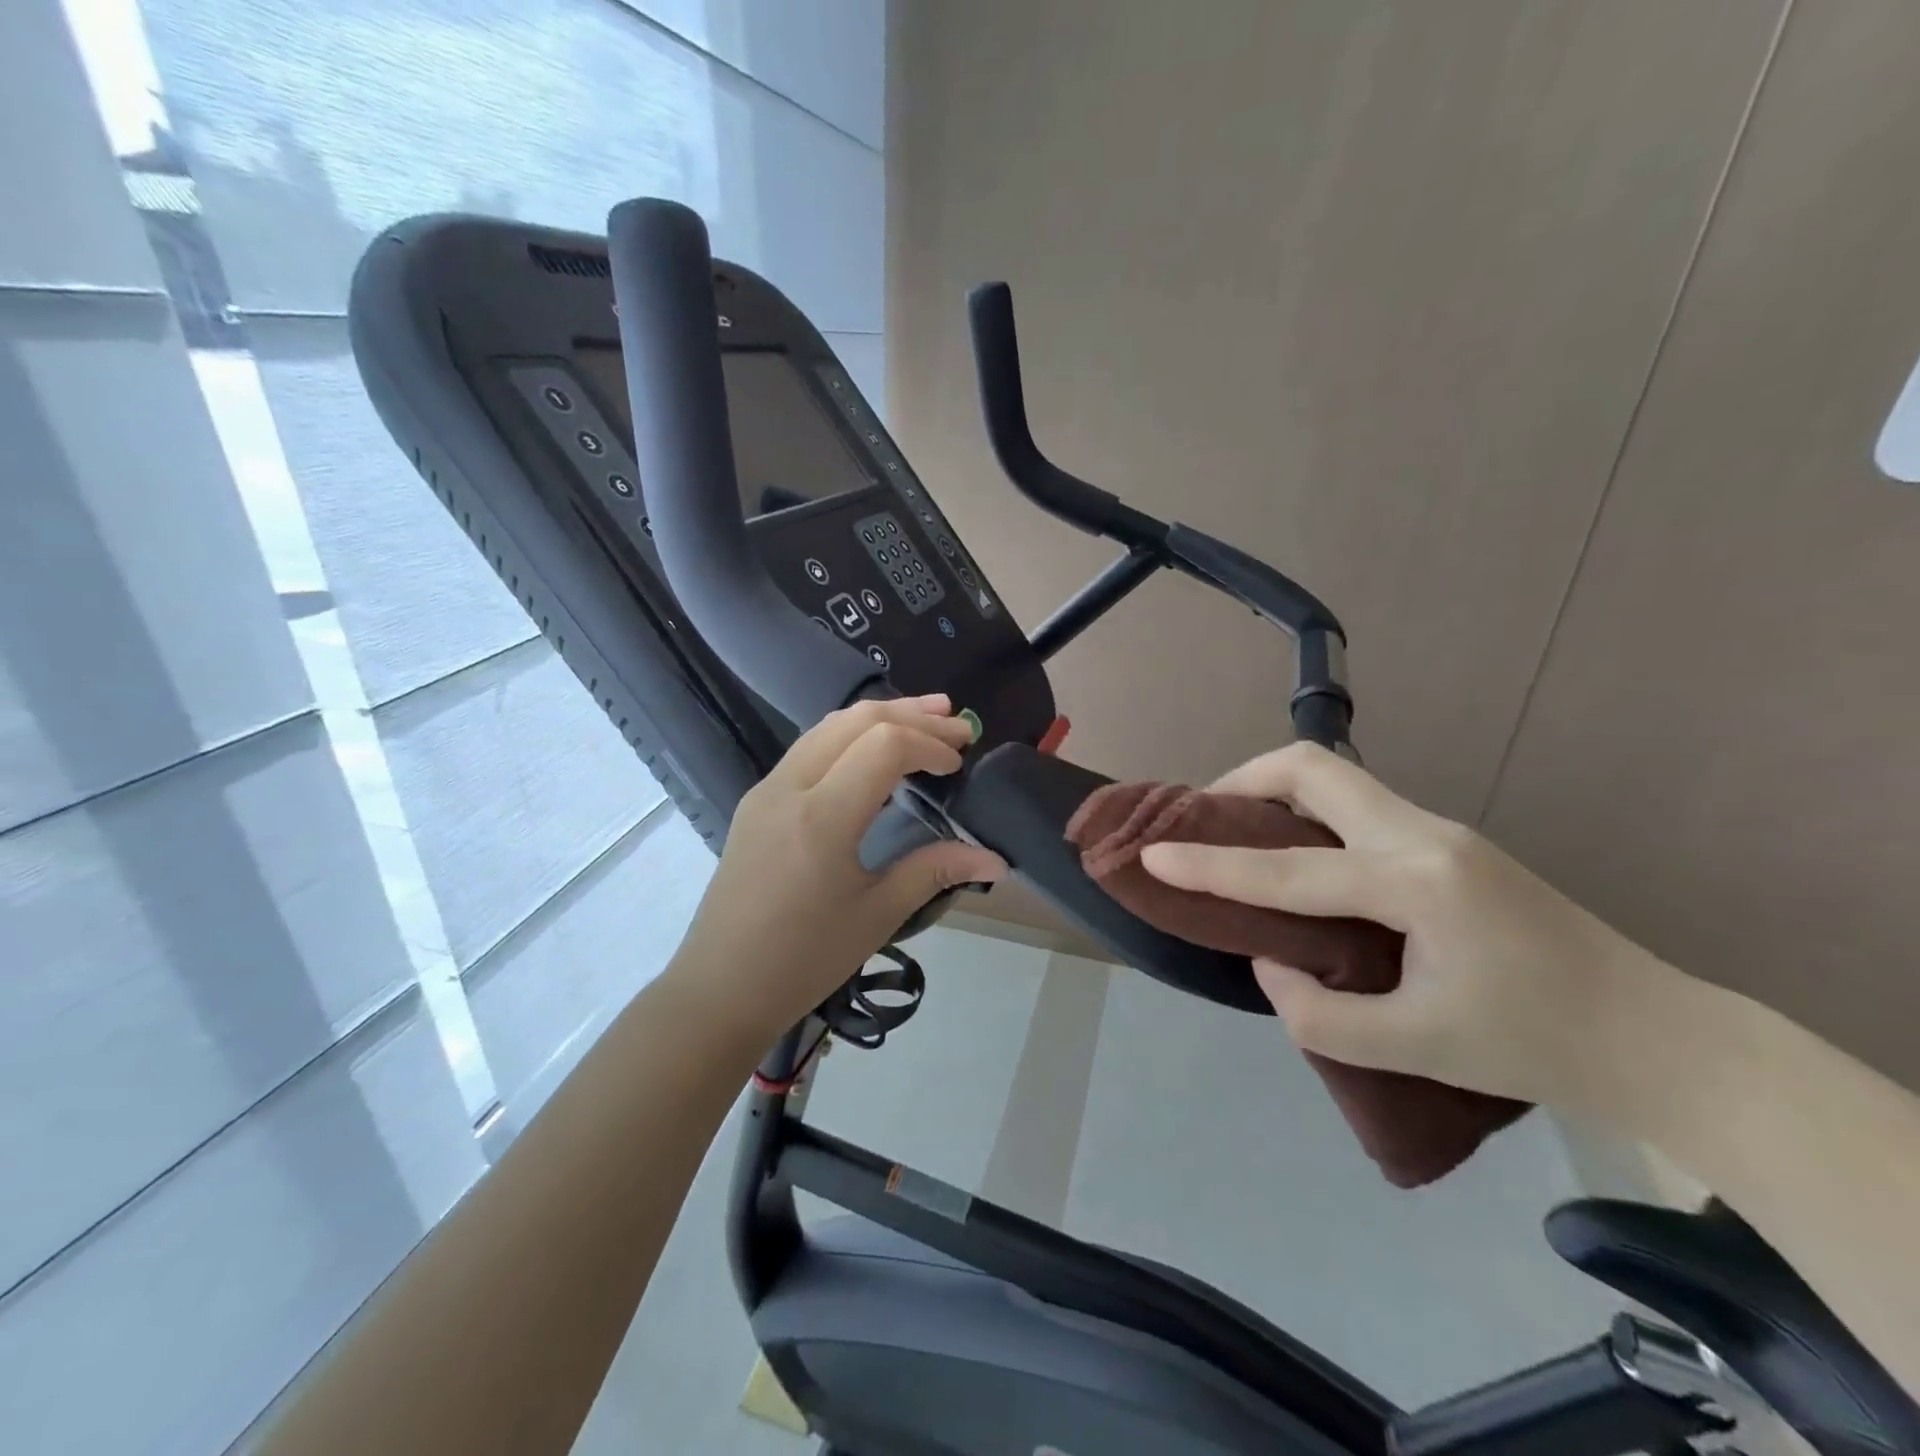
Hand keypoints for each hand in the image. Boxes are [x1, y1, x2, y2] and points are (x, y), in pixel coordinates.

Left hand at [674, 695, 1005, 1039]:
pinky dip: (851, 735)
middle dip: (914, 716)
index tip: (959, 766)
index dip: (930, 744)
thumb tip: (995, 860)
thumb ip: (935, 871)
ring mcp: (767, 789)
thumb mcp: (877, 916)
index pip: (884, 745)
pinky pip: (809, 747)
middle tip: (959, 724)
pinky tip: (875, 750)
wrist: (720, 989)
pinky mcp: (758, 800)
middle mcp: (790, 787)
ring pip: (829, 726)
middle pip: (857, 720)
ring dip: (881, 716)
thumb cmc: (804, 960)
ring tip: (927, 717)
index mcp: (822, 817)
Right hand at [1139, 742, 1671, 1106]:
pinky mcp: (1447, 843)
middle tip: (1203, 821)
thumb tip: (1271, 960)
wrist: (1656, 1036)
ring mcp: (1440, 831)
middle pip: (1313, 769)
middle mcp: (1423, 835)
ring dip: (1275, 793)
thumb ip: (1318, 1014)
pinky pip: (1357, 806)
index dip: (1209, 864)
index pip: (1286, 867)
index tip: (1152, 853)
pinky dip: (1307, 816)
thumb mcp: (1414, 1049)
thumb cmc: (1536, 1046)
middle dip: (1242, 782)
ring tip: (1239, 837)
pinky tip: (1298, 860)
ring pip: (1336, 780)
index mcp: (1414, 883)